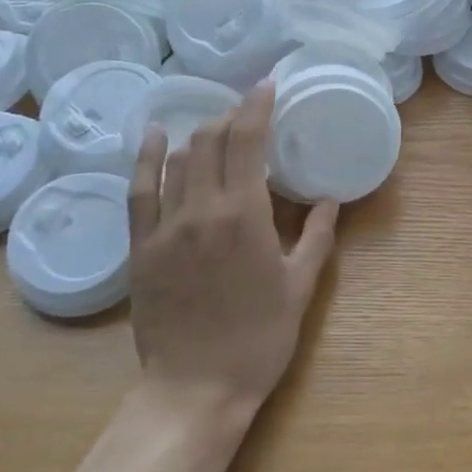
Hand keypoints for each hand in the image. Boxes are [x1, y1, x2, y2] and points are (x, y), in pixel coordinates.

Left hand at [127, 83, 338, 417]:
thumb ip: (316, 237)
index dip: (257, 106)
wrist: (197, 386)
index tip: (267, 85)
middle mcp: (201, 210)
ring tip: (218, 127)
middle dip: (231, 116)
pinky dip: (148, 158)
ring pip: (178, 160)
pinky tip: (156, 136)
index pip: (248, 142)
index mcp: (244, 216)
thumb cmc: (259, 339)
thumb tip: (331, 200)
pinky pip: (139, 190)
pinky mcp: (141, 247)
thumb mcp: (299, 287)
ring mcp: (165, 227)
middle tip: (250, 112)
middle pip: (211, 141)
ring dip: (200, 134)